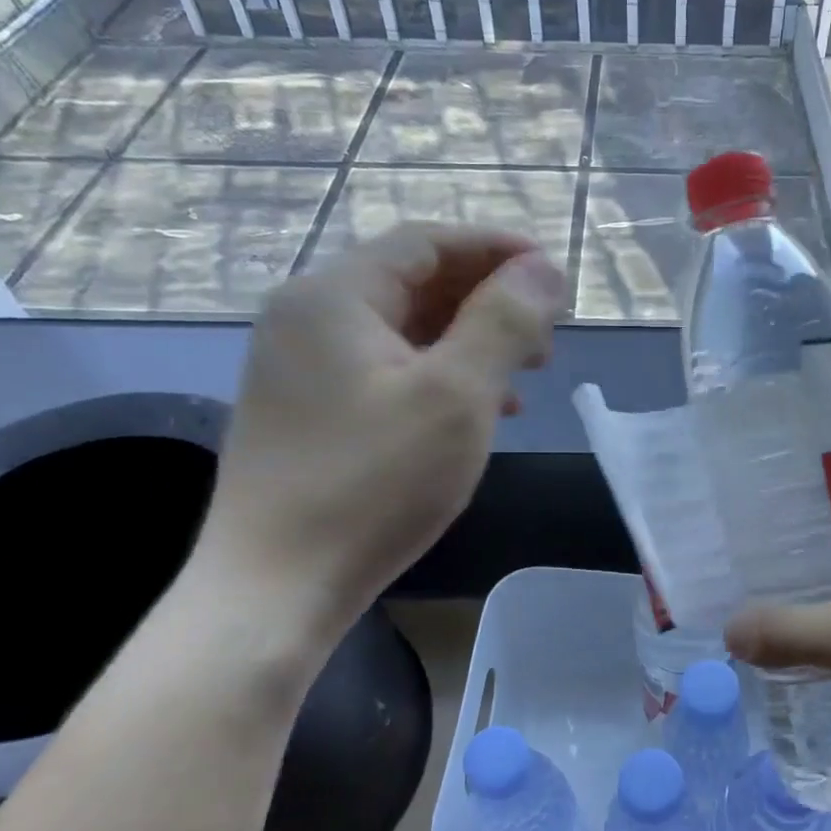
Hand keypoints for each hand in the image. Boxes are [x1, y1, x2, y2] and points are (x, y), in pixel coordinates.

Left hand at [197, 225, 564, 636]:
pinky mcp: (306, 411)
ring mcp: (300, 367)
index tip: (554, 275)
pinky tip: (478, 412)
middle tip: (546, 336)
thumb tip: (545, 267)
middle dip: (487, 300)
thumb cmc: (374, 484)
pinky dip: (438, 377)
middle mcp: (306, 317)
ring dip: (469, 342)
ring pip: (402, 331)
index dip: (497, 250)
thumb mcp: (457, 396)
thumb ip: (504, 321)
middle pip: (413, 283)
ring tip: (524, 375)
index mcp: (334, 296)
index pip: (427, 243)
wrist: (276, 587)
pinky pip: (384, 371)